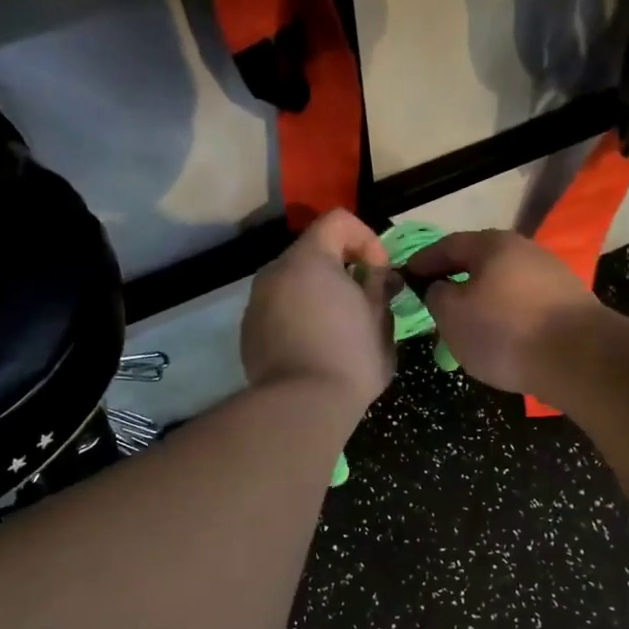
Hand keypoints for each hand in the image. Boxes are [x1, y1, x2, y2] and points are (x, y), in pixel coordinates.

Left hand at [242, 209, 394, 409]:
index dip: (366, 239)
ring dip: (317, 294)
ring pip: (293, 283)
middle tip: (363, 302)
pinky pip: (278, 310)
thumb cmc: (350, 358)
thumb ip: (379, 286)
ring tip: (338, 328)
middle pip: (313, 252)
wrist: (302, 407)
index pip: (338, 220)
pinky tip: (313, 348)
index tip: (379, 273)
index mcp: (310, 260)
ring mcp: (256, 302)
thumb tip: (378, 274)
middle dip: (341, 269)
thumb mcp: (380, 320)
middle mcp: (275, 272)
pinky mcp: (248, 332)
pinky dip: (297, 316)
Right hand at [406, 230, 604, 396]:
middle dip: (456, 281)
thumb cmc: (505, 331)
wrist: (579, 358)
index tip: (405, 276)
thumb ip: (436, 296)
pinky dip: (507, 318)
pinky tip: (502, 339)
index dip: (423, 261)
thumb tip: (440, 288)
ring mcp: (552, 277)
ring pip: (504, 286)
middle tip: (435, 302)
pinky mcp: (569, 306)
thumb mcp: (452, 315)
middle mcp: (525, 251)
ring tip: (467, 326)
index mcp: (492, 244)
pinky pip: (525, 307)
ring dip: (483, 302)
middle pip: (481, 263)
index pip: (448, 245)